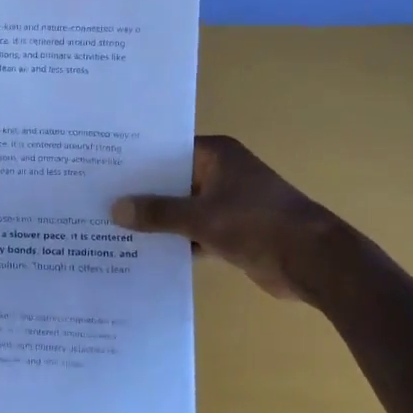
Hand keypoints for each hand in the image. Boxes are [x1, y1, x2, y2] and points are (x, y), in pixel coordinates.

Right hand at [110, 135, 338, 301]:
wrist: (314, 263)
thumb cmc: (258, 225)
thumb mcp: (202, 217)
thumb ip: (158, 213)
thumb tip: (115, 209)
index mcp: (217, 155)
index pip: (166, 150)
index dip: (136, 160)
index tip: (102, 169)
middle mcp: (221, 173)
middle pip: (171, 180)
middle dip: (141, 193)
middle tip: (97, 199)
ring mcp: (227, 203)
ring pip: (181, 208)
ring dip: (157, 220)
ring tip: (112, 226)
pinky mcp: (231, 232)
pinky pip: (193, 232)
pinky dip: (175, 241)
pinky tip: (143, 252)